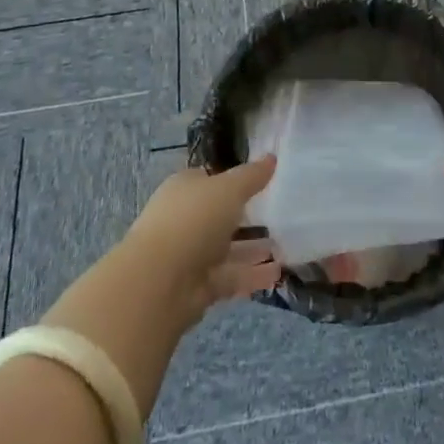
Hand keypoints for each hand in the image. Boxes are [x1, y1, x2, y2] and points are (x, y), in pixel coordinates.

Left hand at [120, 156, 282, 323]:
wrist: (159, 282)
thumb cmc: (194, 219)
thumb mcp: (229, 188)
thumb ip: (252, 175)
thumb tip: (272, 157)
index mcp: (185, 189)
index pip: (211, 180)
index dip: (234, 180)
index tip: (263, 182)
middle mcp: (186, 219)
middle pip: (220, 216)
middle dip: (247, 218)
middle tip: (279, 217)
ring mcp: (190, 255)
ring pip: (227, 248)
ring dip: (253, 249)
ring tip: (284, 248)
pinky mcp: (197, 287)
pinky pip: (230, 276)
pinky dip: (251, 275)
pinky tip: (276, 274)